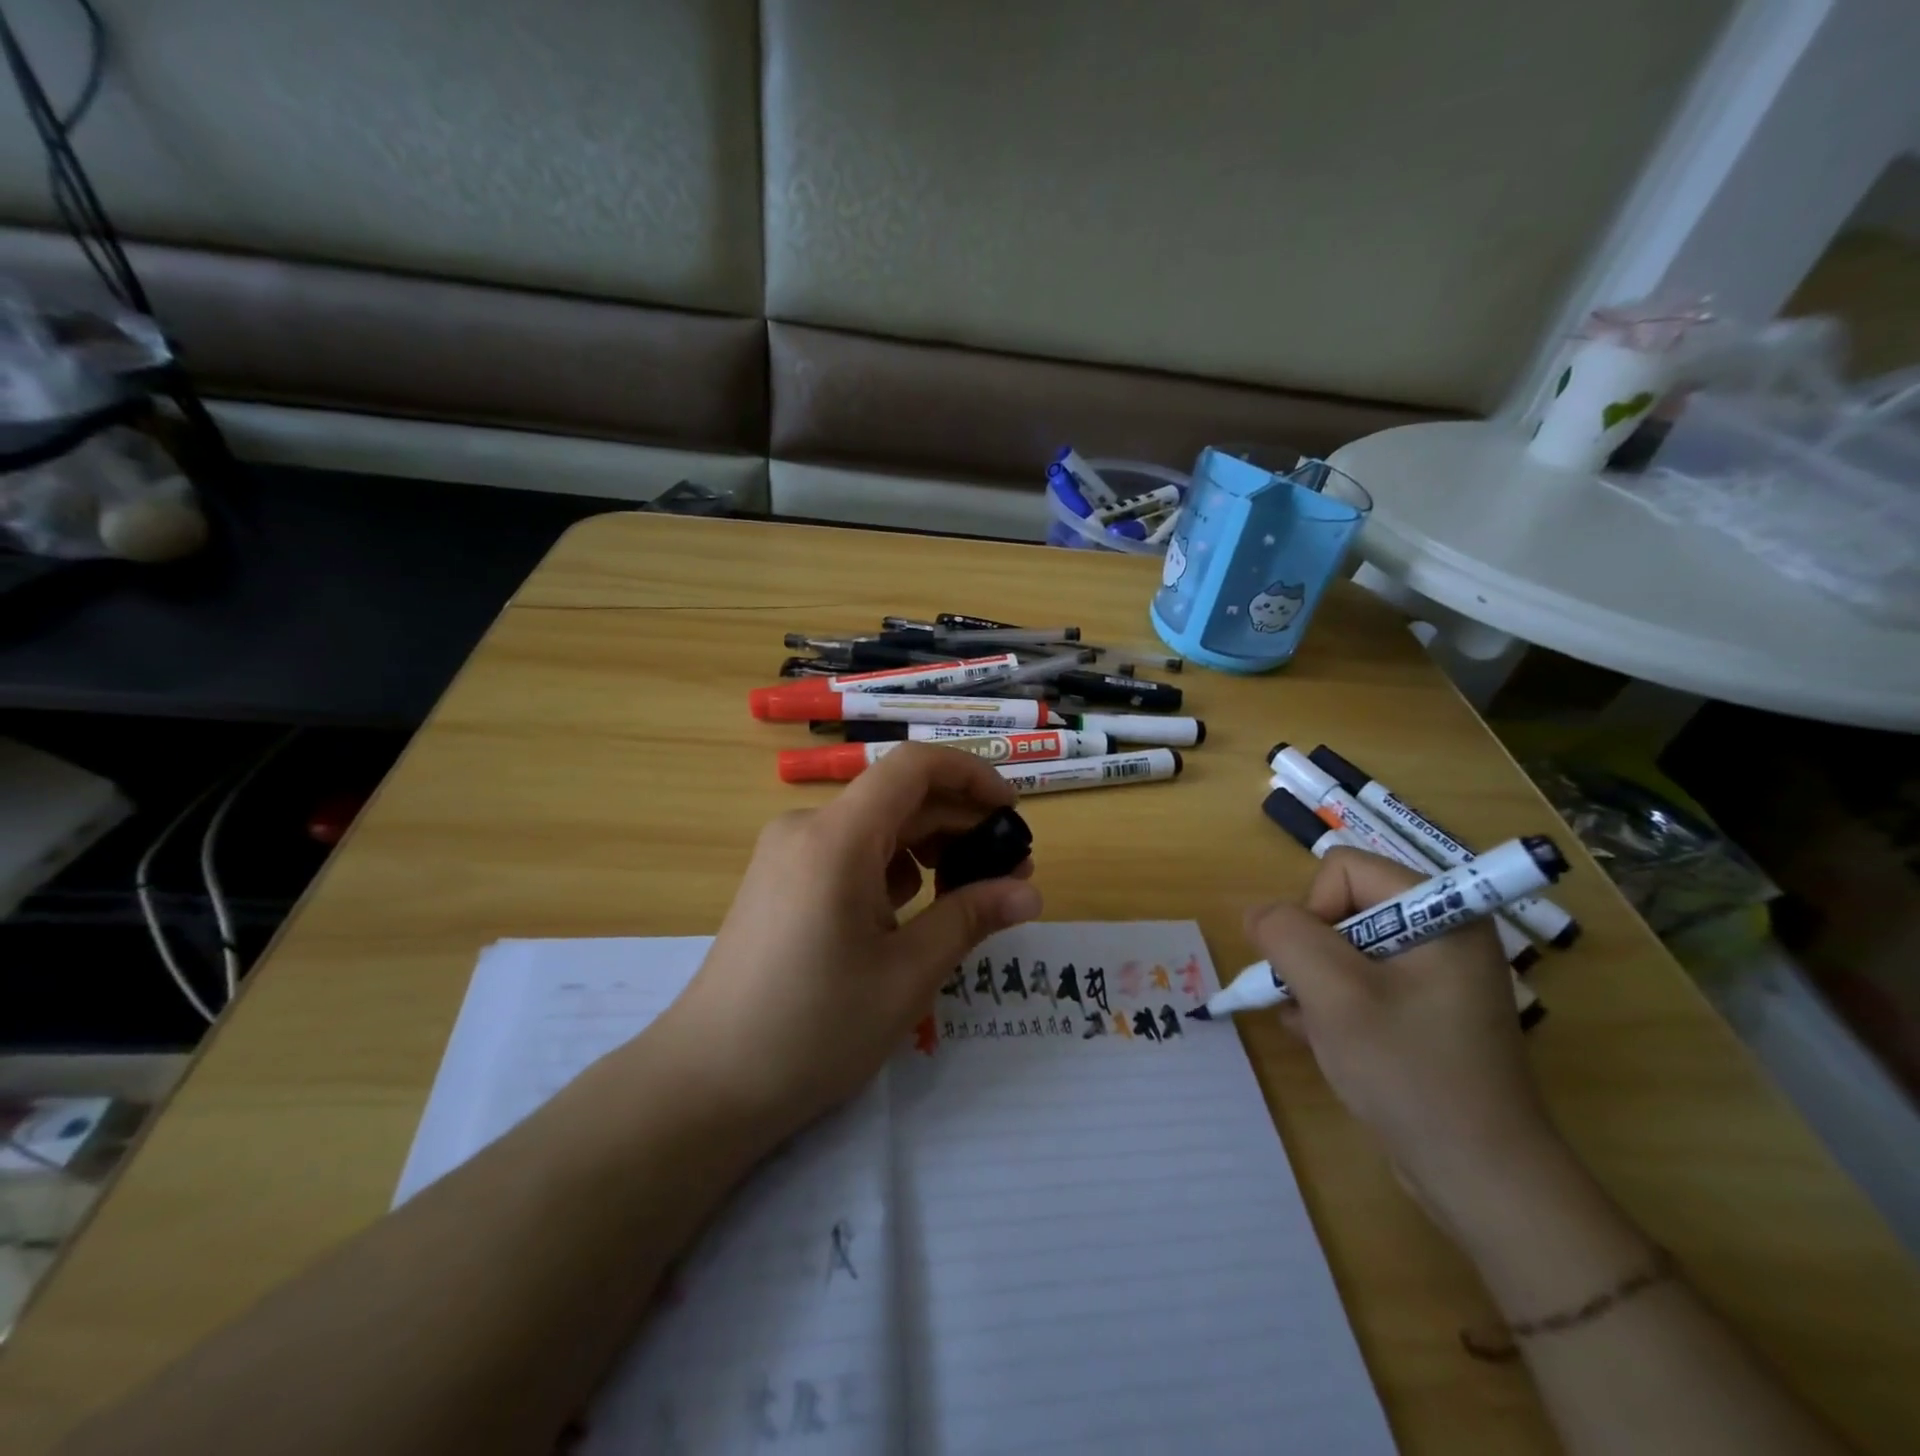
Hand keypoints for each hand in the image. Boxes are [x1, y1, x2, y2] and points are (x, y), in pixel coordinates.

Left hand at [654, 744, 1041, 1144]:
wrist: (708, 1082)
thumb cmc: (814, 1028)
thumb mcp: (907, 974)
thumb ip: (971, 918)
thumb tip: (1031, 892)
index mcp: (837, 837)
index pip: (913, 766)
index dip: (971, 775)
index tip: (1011, 814)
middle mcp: (807, 828)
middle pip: (898, 800)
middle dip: (959, 827)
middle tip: (1011, 875)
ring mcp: (787, 854)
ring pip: (875, 829)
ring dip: (928, 852)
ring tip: (968, 900)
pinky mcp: (779, 881)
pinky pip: (848, 855)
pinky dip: (890, 872)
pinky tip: (910, 916)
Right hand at [1244, 848, 1562, 1228]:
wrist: (1480, 1178)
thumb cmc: (1410, 1072)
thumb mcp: (1333, 994)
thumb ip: (1286, 935)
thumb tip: (1258, 915)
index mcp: (1441, 911)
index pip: (1343, 870)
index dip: (1313, 911)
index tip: (1316, 970)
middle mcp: (1442, 932)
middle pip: (1340, 907)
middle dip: (1311, 955)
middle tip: (1313, 1003)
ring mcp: (1434, 974)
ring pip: (1341, 948)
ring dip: (1315, 985)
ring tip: (1320, 1030)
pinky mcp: (1424, 1009)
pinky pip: (1358, 982)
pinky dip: (1332, 1005)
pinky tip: (1328, 1043)